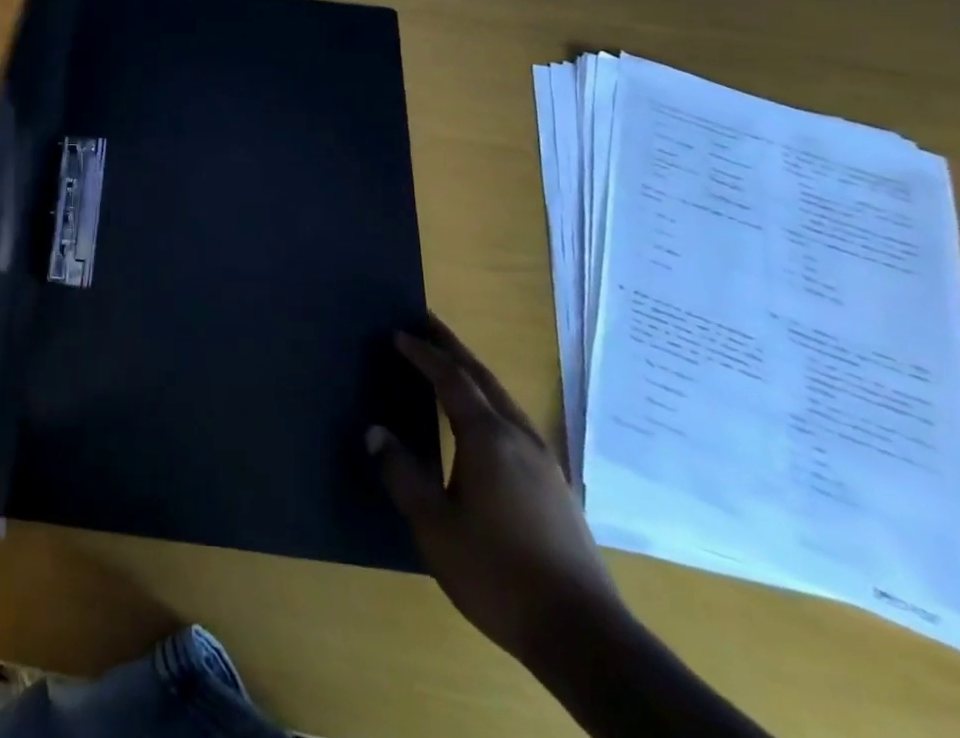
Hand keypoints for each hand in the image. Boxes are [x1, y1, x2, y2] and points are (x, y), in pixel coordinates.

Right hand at [368, 315, 624, 664]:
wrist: (584, 637)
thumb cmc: (497, 573)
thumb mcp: (434, 526)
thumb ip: (401, 474)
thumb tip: (375, 431)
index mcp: (488, 437)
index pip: (450, 379)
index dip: (423, 353)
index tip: (398, 333)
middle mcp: (519, 437)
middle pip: (483, 378)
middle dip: (453, 348)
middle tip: (426, 323)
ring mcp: (545, 463)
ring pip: (504, 400)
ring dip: (474, 374)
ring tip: (450, 365)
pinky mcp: (557, 488)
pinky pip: (515, 424)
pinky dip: (490, 403)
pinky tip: (483, 423)